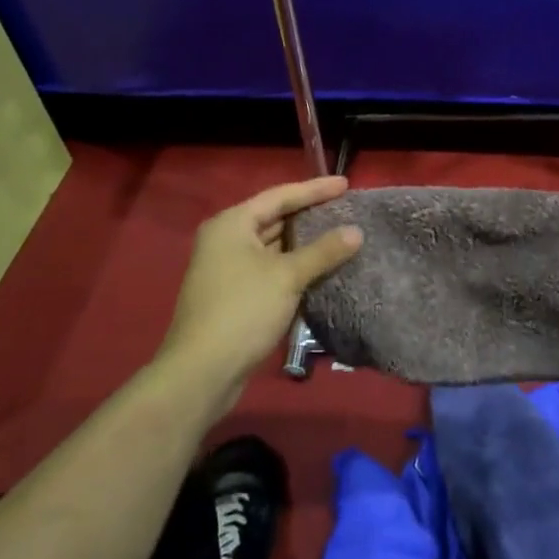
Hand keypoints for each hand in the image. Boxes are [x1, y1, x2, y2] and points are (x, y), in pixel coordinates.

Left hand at [160, 176, 361, 413]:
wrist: (201, 374)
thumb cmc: (243, 311)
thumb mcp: (287, 276)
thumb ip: (323, 251)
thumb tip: (356, 232)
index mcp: (232, 224)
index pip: (280, 196)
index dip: (315, 190)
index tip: (346, 185)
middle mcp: (225, 239)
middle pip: (274, 218)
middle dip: (309, 214)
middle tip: (344, 208)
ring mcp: (227, 268)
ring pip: (273, 245)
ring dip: (303, 241)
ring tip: (338, 233)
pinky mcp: (233, 293)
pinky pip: (269, 267)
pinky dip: (293, 264)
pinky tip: (319, 266)